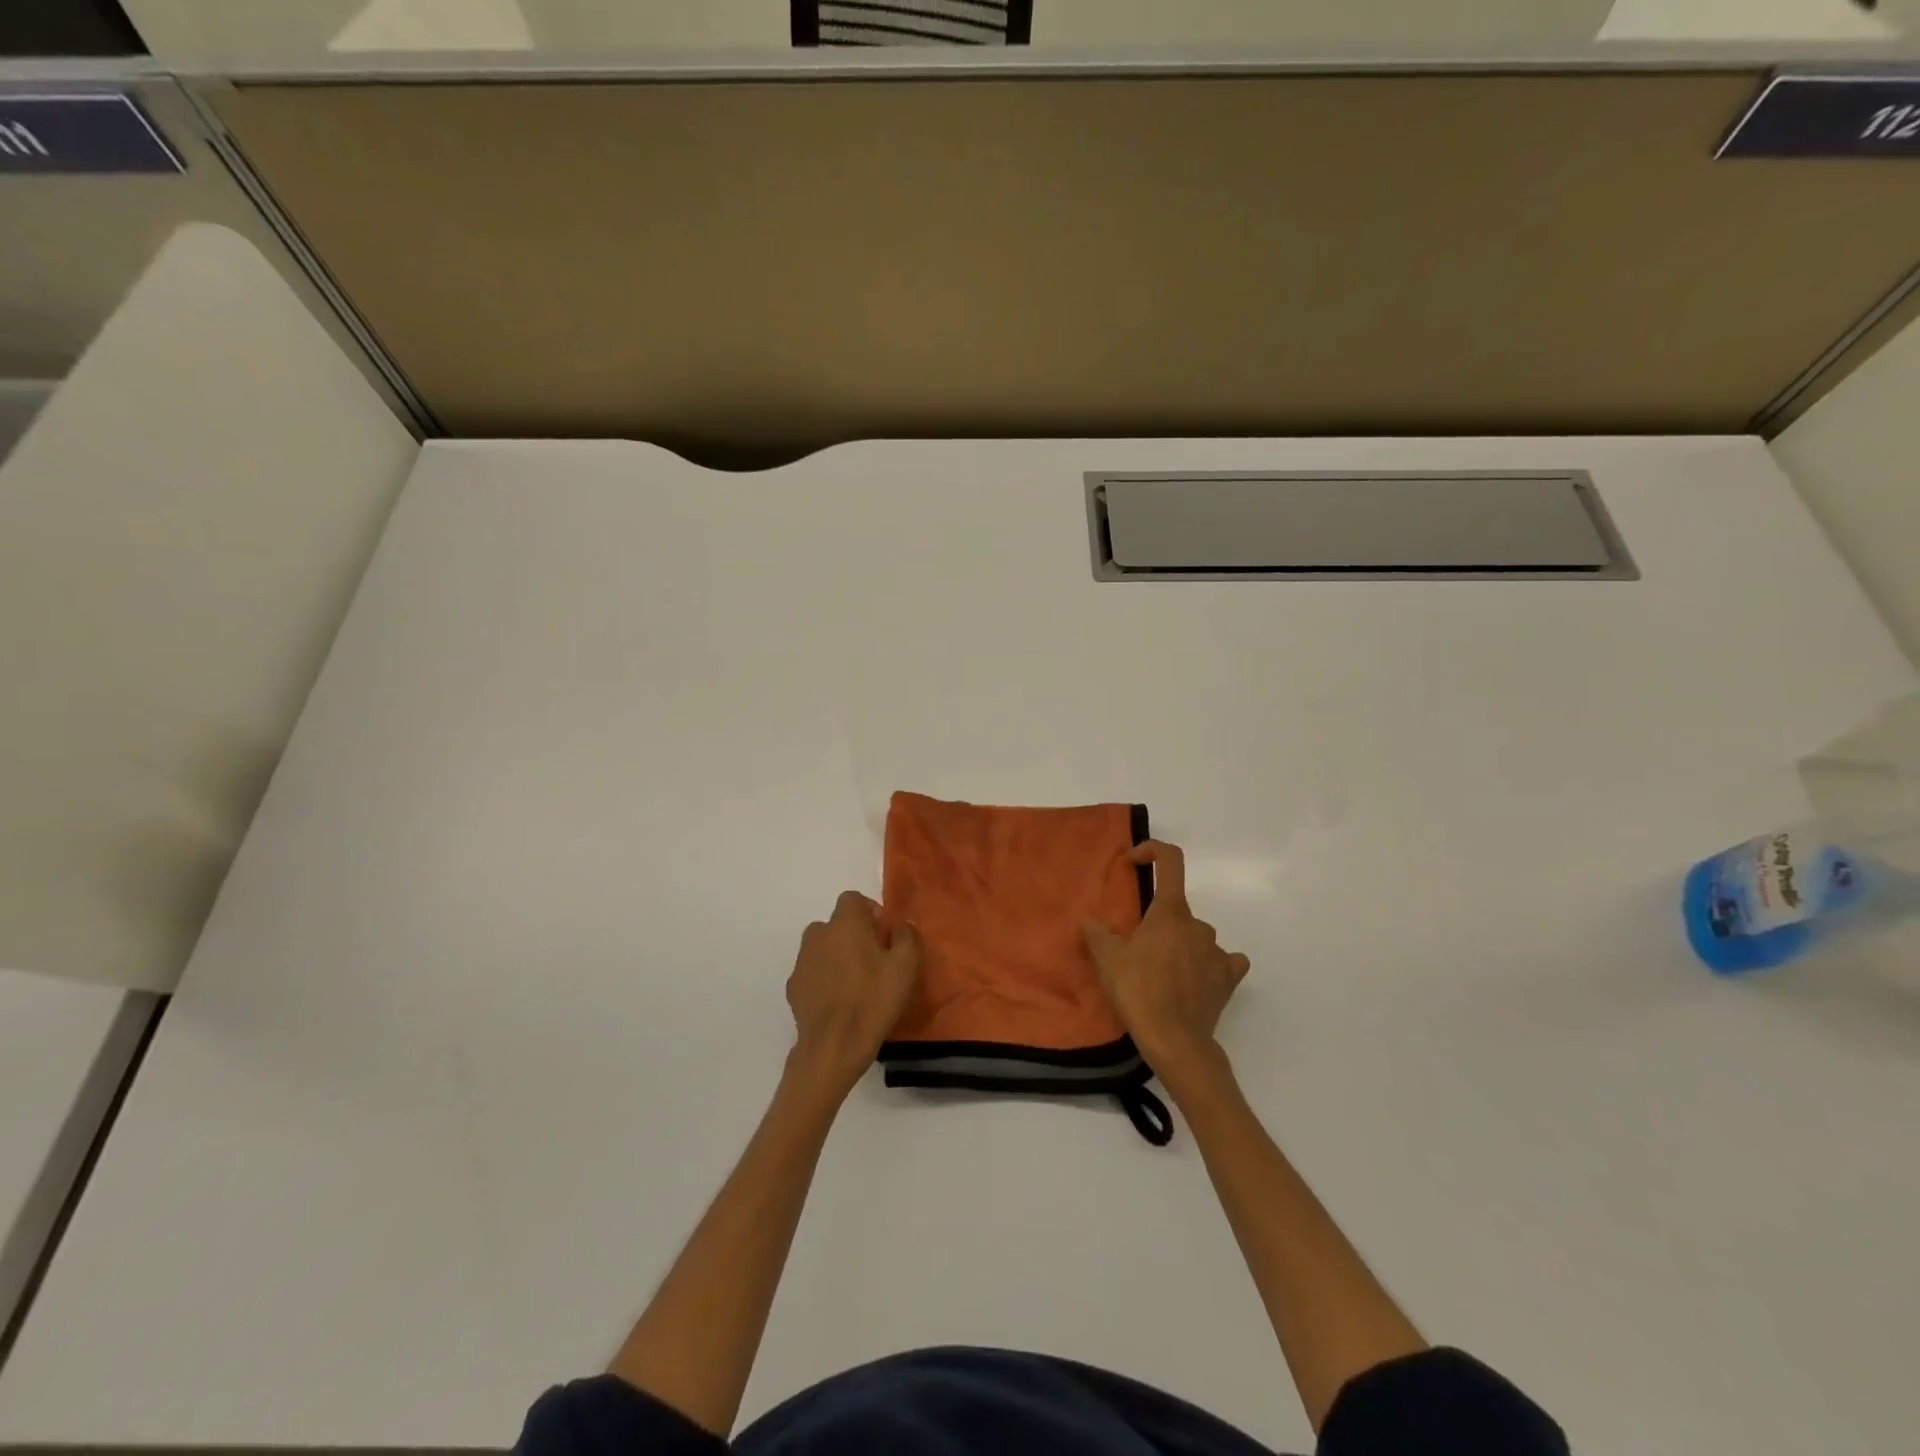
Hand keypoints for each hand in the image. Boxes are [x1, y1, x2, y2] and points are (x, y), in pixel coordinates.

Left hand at [786, 891, 920, 1098]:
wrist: (834, 1046)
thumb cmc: (873, 999)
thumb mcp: (906, 966)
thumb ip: (907, 937)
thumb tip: (901, 926)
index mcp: (845, 923)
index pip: (853, 899)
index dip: (870, 912)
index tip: (884, 935)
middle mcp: (818, 934)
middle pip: (837, 924)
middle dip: (854, 935)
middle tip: (874, 960)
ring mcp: (802, 961)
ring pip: (823, 948)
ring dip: (837, 957)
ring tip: (856, 983)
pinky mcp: (793, 987)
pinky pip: (813, 973)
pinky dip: (824, 979)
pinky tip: (839, 1002)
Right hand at [1082, 840, 1248, 1075]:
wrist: (1175, 1040)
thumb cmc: (1138, 990)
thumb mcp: (1106, 959)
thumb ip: (1096, 933)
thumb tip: (1092, 924)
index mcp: (1170, 911)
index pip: (1170, 860)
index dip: (1153, 850)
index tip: (1134, 862)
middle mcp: (1198, 925)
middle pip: (1177, 910)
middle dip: (1158, 922)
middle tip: (1136, 947)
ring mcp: (1218, 952)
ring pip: (1196, 937)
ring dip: (1181, 945)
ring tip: (1161, 971)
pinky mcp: (1228, 980)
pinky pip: (1223, 962)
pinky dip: (1211, 965)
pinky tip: (1198, 979)